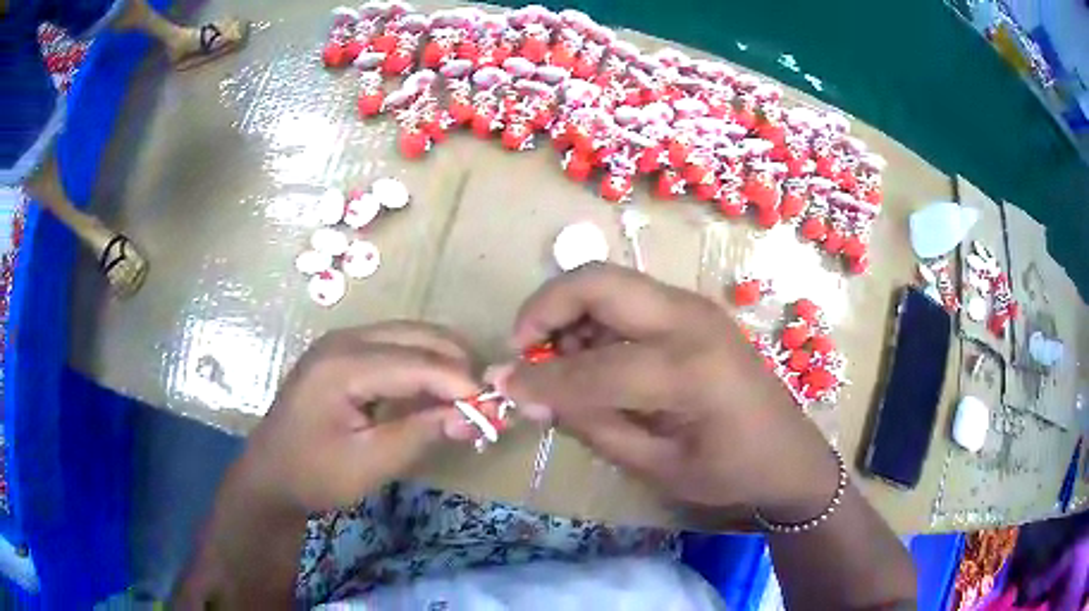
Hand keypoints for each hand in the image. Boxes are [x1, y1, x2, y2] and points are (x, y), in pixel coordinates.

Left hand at [234, 322, 479, 515]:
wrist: (271, 474)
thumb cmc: (314, 473)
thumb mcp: (369, 463)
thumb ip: (420, 434)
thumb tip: (472, 417)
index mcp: (342, 365)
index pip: (416, 361)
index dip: (459, 382)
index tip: (493, 408)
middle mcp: (344, 339)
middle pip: (418, 336)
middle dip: (458, 365)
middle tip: (485, 403)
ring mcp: (343, 341)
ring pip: (411, 336)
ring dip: (444, 362)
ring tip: (466, 399)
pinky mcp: (345, 352)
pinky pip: (397, 346)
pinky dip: (425, 365)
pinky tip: (437, 392)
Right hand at [497, 264, 837, 519]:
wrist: (790, 453)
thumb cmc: (731, 472)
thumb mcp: (657, 466)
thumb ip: (592, 426)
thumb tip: (531, 397)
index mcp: (689, 371)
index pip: (591, 367)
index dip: (537, 380)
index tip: (501, 388)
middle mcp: (691, 321)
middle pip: (597, 282)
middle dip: (544, 308)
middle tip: (522, 349)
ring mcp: (695, 308)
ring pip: (610, 282)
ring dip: (569, 311)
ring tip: (557, 361)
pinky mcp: (694, 310)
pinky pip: (629, 297)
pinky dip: (595, 317)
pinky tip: (593, 357)